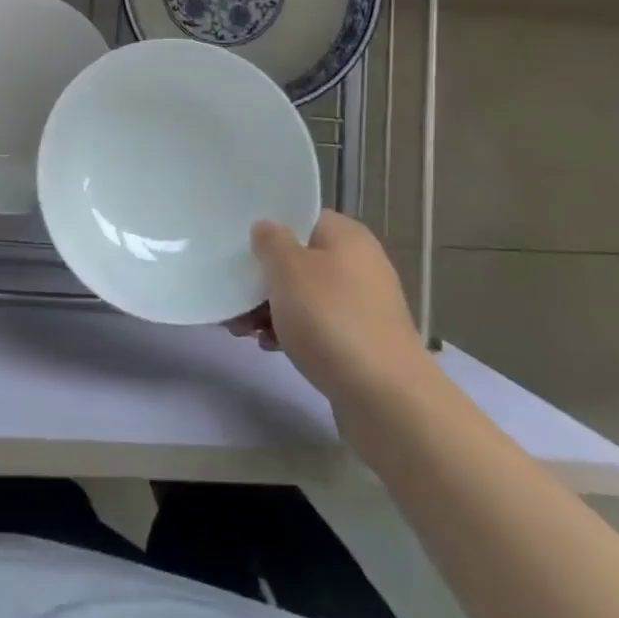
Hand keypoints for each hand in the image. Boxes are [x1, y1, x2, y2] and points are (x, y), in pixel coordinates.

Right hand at [226, 211, 432, 411]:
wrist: (385, 399)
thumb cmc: (331, 319)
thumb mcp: (288, 269)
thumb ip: (270, 240)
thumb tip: (267, 229)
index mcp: (347, 236)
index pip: (301, 218)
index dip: (269, 229)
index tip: (239, 247)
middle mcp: (360, 264)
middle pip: (299, 260)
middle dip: (263, 279)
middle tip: (232, 296)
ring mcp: (363, 306)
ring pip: (304, 296)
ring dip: (270, 308)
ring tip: (240, 328)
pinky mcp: (361, 343)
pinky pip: (317, 326)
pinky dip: (292, 332)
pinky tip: (269, 346)